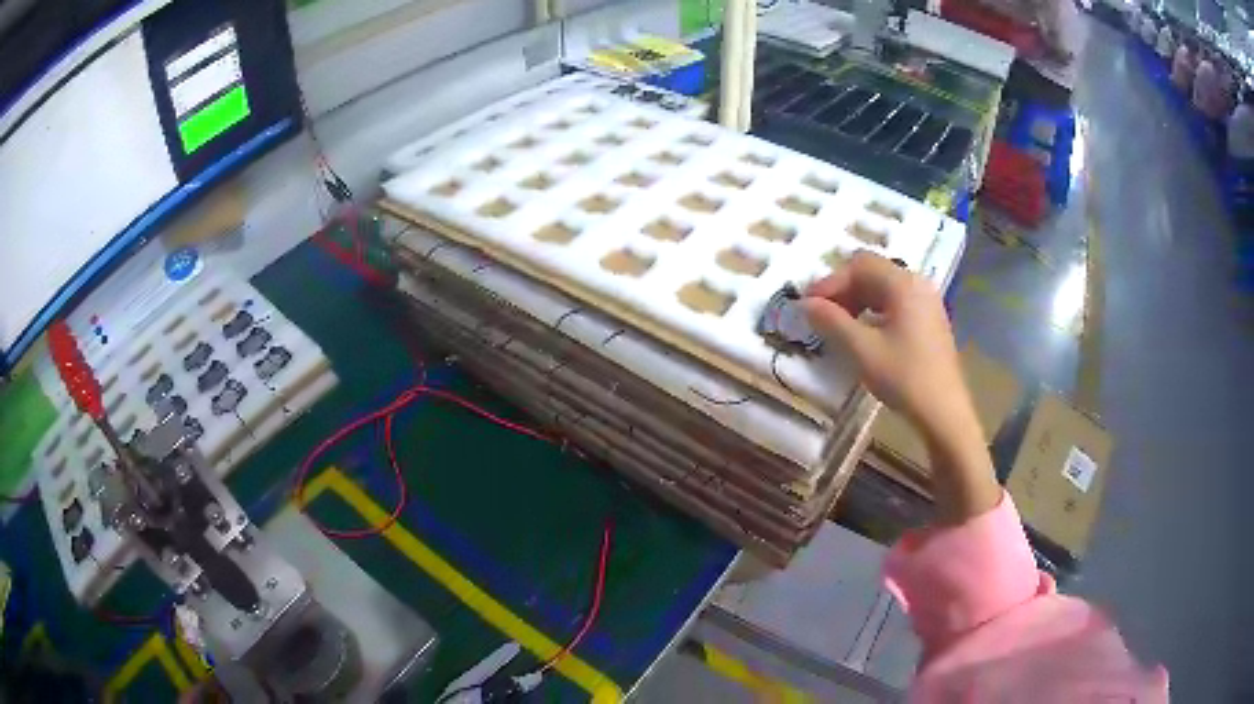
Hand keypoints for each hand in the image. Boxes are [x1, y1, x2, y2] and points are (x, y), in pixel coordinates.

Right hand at [801, 251, 999, 522]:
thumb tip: (805, 303)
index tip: (808, 306)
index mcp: (903, 284)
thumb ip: (832, 321)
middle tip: (821, 315)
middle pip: (873, 272)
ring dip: (858, 300)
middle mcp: (917, 284)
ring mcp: (927, 302)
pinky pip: (897, 303)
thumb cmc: (904, 378)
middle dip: (843, 290)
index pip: (859, 265)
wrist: (944, 413)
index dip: (830, 282)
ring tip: (839, 325)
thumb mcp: (862, 350)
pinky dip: (875, 311)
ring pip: (884, 288)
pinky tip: (865, 334)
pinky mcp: (930, 321)